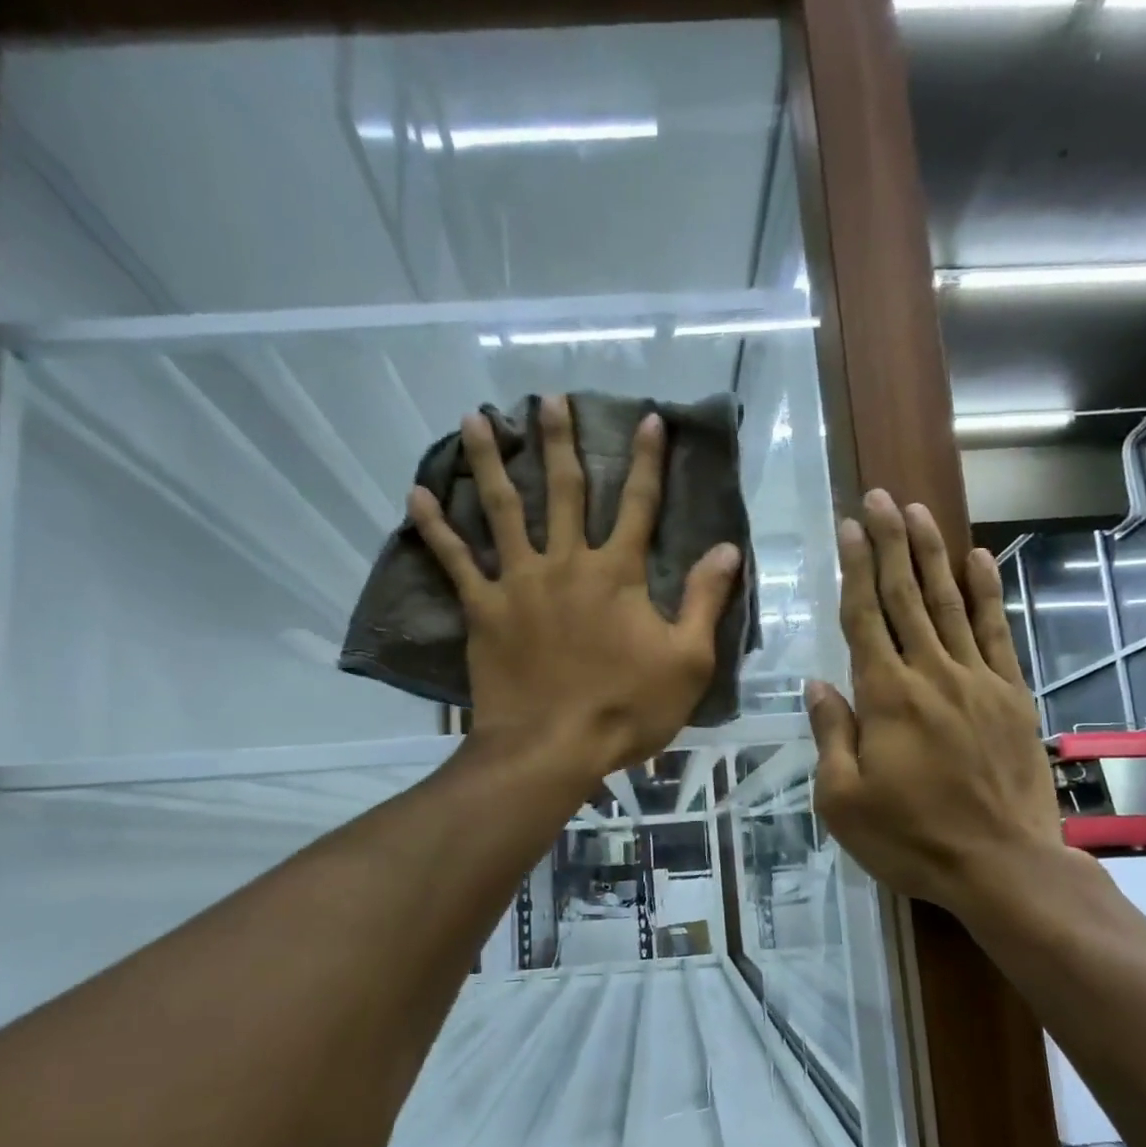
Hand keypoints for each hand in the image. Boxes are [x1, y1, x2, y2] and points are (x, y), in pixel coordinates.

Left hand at [408, 395, 742, 780]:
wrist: (553, 748)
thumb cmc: (627, 709)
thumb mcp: (688, 661)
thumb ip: (704, 600)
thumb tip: (728, 548)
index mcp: (617, 574)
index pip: (638, 504)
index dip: (647, 461)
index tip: (648, 419)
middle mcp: (566, 564)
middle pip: (563, 490)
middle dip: (559, 440)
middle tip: (548, 397)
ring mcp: (519, 584)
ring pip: (502, 509)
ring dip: (490, 461)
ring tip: (473, 417)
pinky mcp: (483, 611)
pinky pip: (455, 561)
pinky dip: (435, 528)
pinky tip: (417, 495)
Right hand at [808, 490, 1089, 929]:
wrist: (1002, 864)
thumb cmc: (911, 838)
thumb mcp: (844, 800)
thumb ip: (832, 735)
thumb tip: (818, 684)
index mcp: (886, 697)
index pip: (865, 618)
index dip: (855, 569)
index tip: (849, 527)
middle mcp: (931, 674)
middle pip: (906, 597)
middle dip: (890, 543)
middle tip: (879, 497)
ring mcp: (978, 680)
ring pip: (951, 604)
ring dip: (932, 554)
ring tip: (918, 512)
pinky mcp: (1011, 695)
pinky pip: (998, 632)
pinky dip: (988, 592)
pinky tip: (979, 559)